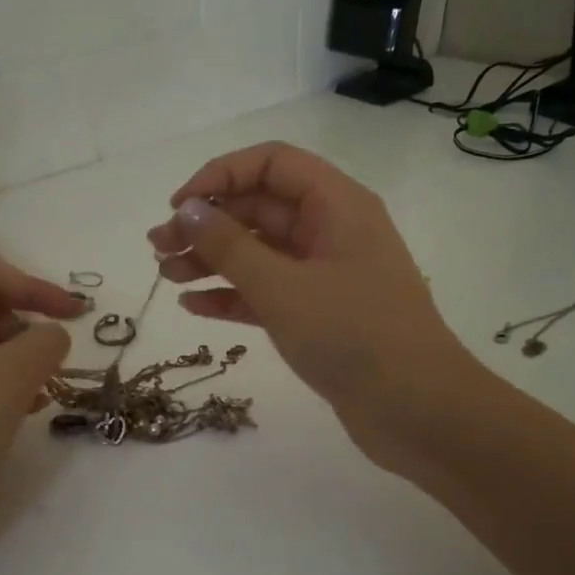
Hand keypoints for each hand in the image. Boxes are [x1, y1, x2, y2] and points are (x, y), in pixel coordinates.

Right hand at [148, 142, 479, 468]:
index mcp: (337, 205)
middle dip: (208, 224)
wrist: (416, 410)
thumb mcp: (282, 286)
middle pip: (260, 208)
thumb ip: (230, 246)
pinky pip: (267, 292)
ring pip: (260, 253)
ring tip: (166, 275)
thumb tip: (188, 210)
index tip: (178, 207)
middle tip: (158, 248)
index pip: (271, 164)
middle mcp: (332, 231)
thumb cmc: (352, 335)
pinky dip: (232, 295)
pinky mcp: (320, 316)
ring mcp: (326, 275)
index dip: (220, 176)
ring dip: (212, 260)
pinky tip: (193, 305)